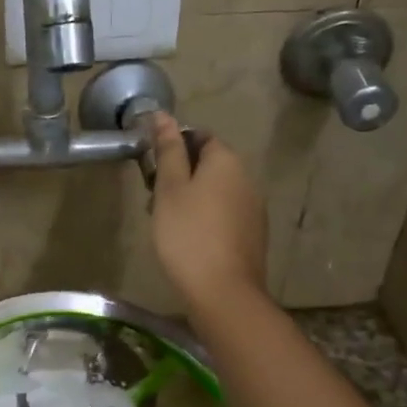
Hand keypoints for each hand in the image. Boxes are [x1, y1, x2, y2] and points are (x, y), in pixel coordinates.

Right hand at [148, 110, 268, 311]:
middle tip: (154, 198)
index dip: (174, 146)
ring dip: (192, 198)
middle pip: (209, 164)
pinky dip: (206, 217)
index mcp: (226, 161)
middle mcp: (246, 178)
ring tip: (167, 222)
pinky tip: (189, 239)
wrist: (223, 291)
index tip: (152, 167)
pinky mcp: (253, 234)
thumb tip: (163, 115)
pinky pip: (225, 213)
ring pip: (216, 191)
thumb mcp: (169, 188)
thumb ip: (168, 150)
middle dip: (181, 175)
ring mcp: (253, 208)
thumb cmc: (188, 234)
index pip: (200, 136)